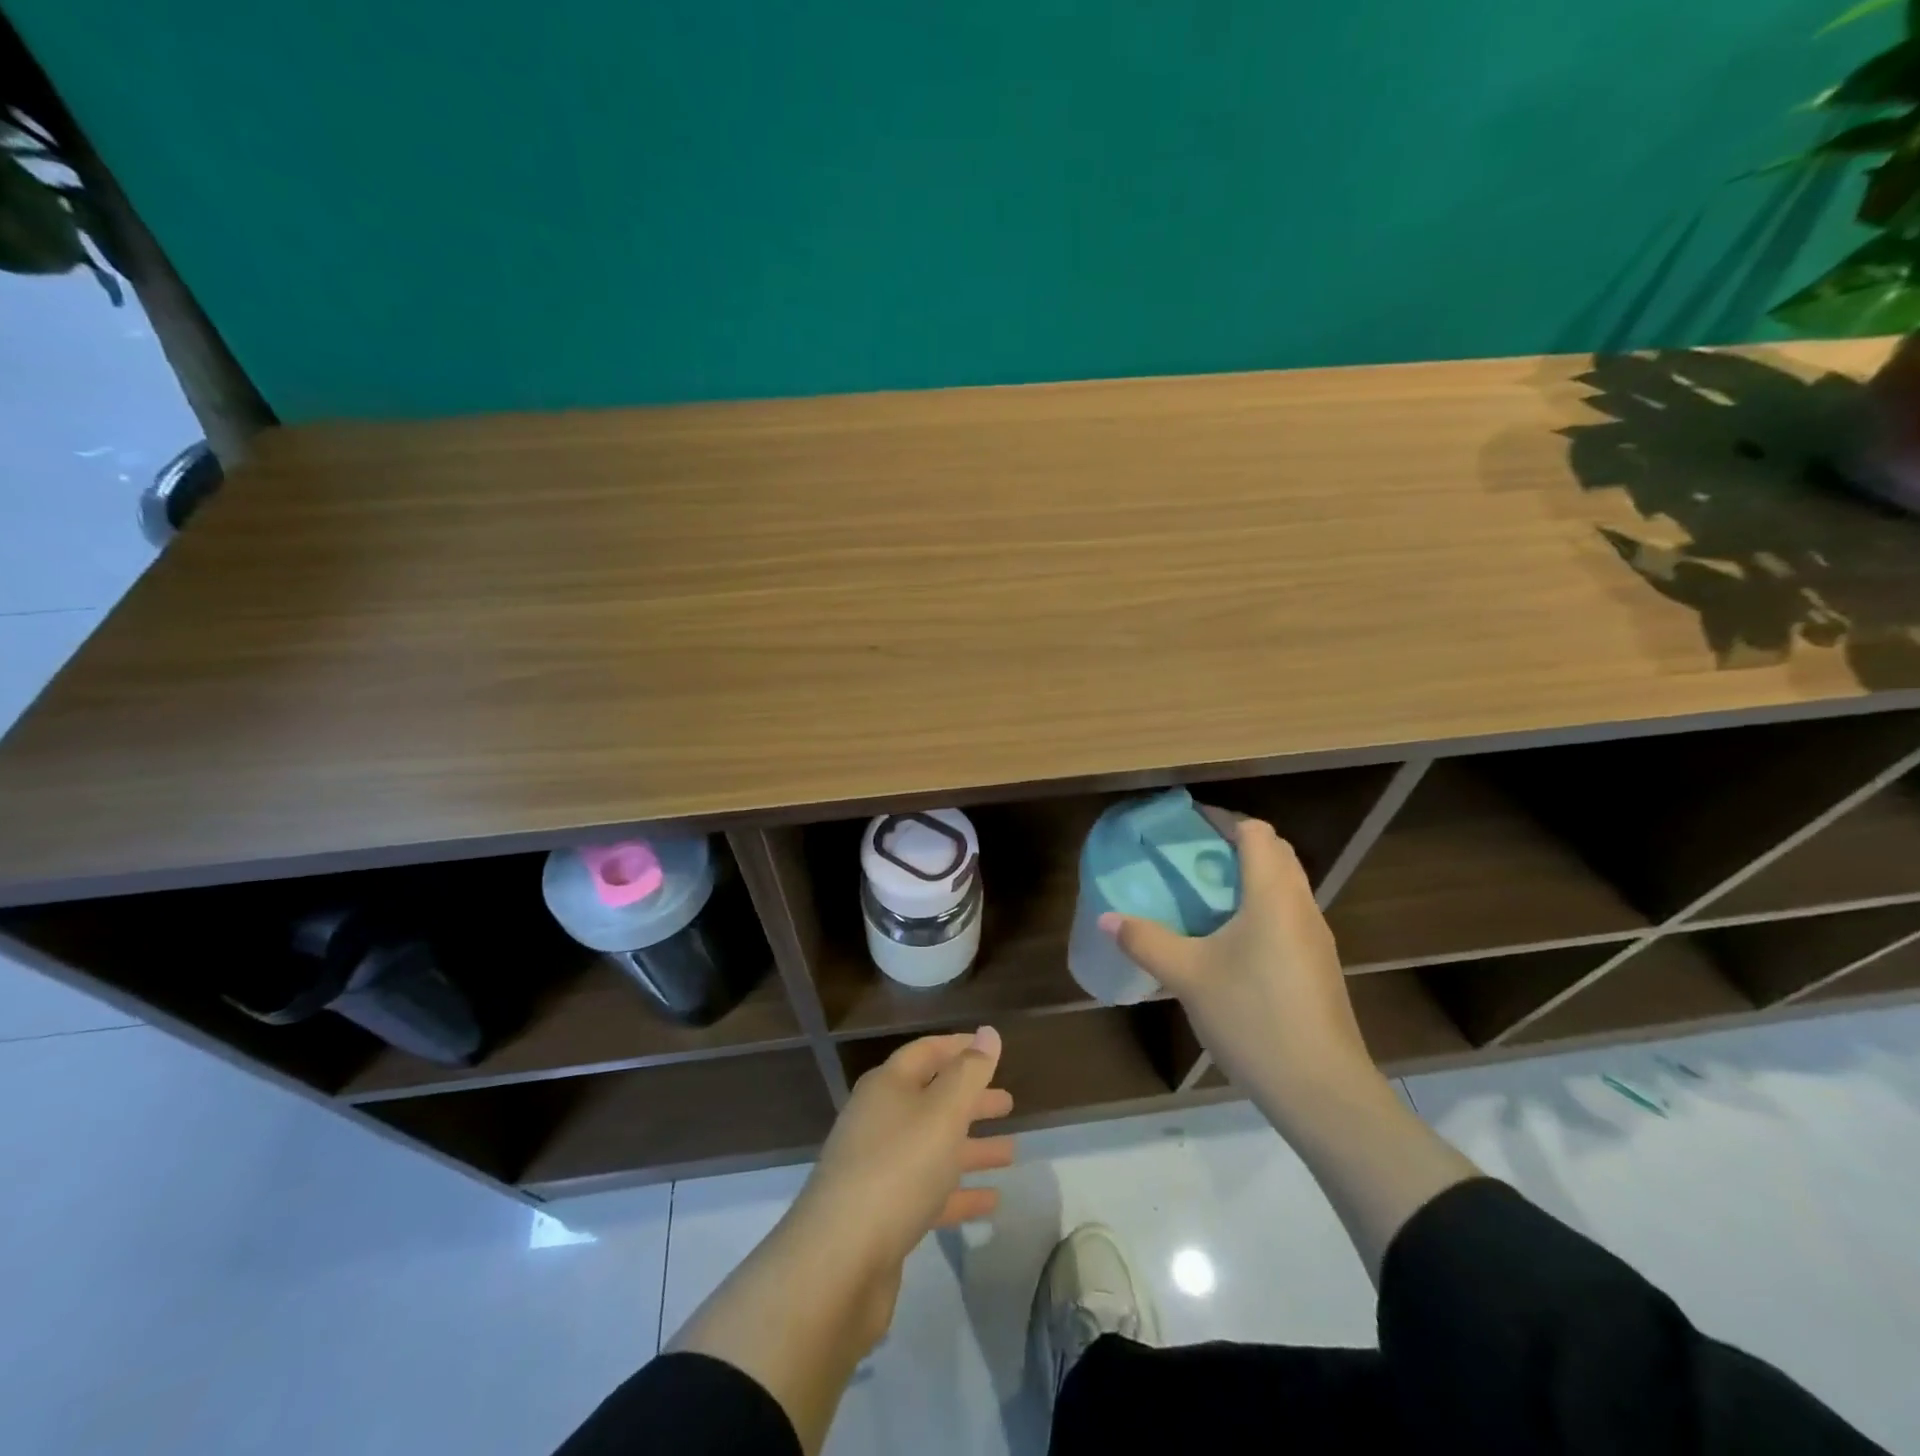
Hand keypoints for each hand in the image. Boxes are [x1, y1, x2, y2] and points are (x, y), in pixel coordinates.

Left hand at [783, 1027, 1014, 1342]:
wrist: (838, 1261)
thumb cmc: (897, 1169)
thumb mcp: (942, 1113)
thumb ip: (969, 1073)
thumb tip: (987, 1032)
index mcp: (887, 1087)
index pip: (926, 1053)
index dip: (958, 1048)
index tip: (989, 1049)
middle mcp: (879, 1120)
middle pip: (931, 1100)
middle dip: (969, 1100)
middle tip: (1008, 1104)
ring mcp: (878, 1169)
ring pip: (932, 1148)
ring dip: (970, 1148)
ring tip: (1011, 1152)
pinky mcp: (882, 1215)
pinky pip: (928, 1193)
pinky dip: (959, 1193)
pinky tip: (992, 1203)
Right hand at [1100, 816, 1377, 1115]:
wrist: (1321, 1089)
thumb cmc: (1253, 1017)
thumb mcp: (1188, 976)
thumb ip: (1146, 941)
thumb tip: (1106, 917)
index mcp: (1273, 895)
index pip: (1256, 832)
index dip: (1223, 819)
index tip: (1188, 823)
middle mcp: (1301, 906)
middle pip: (1275, 853)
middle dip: (1236, 843)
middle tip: (1192, 856)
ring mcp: (1316, 938)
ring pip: (1286, 885)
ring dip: (1251, 876)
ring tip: (1206, 892)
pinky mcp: (1319, 967)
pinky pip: (1289, 914)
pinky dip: (1262, 906)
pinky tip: (1231, 939)